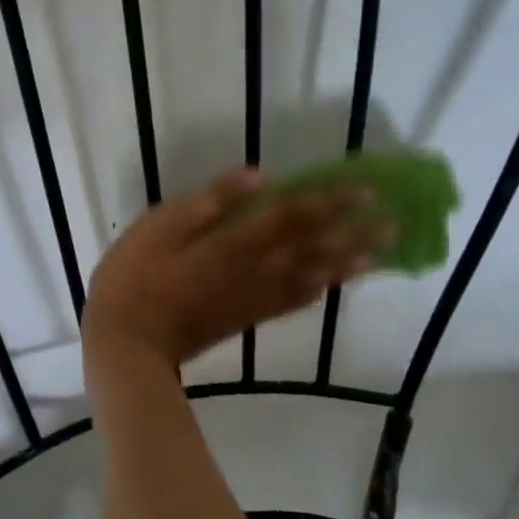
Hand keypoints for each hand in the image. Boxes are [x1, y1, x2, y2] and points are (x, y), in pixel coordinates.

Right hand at [83, 168, 388, 372]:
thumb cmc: (134, 275)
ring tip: (378, 255)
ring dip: (346, 265)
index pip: (291, 215)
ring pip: (311, 278)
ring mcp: (252, 298)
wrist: (126, 343)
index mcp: (233, 242)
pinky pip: (291, 303)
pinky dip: (317, 293)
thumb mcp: (160, 225)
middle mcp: (254, 270)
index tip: (364, 190)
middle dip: (352, 234)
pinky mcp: (245, 318)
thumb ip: (210, 201)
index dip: (329, 201)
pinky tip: (333, 288)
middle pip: (311, 248)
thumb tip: (258, 175)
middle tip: (391, 223)